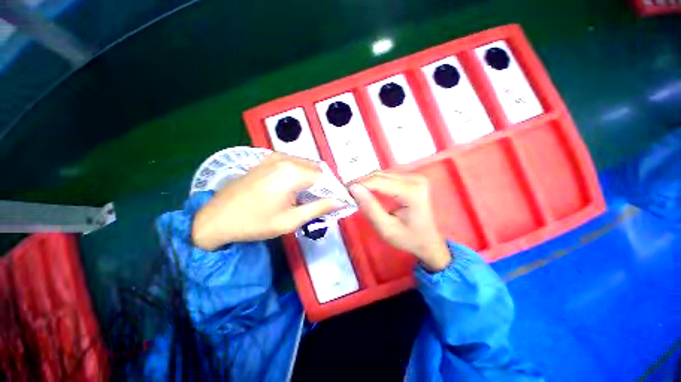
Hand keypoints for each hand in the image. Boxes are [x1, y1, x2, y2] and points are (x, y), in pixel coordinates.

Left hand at [192, 152, 341, 249]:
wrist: (217, 218)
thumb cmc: (255, 223)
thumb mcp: (291, 220)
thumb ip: (319, 208)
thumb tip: (341, 202)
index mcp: (293, 173)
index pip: (326, 177)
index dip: (335, 190)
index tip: (339, 202)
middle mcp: (286, 159)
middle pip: (317, 169)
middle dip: (325, 184)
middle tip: (324, 201)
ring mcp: (275, 156)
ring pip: (306, 164)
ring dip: (314, 179)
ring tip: (311, 197)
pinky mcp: (268, 159)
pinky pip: (294, 163)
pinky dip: (301, 174)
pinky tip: (296, 188)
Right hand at [349, 171, 450, 271]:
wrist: (428, 241)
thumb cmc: (408, 238)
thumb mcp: (386, 228)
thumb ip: (370, 208)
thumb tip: (354, 188)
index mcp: (412, 192)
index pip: (379, 181)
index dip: (360, 184)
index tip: (344, 191)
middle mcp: (415, 179)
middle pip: (380, 175)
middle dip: (362, 183)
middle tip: (348, 193)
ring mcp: (415, 177)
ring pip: (383, 174)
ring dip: (367, 182)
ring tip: (355, 192)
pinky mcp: (412, 178)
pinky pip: (388, 176)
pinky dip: (375, 182)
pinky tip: (368, 190)